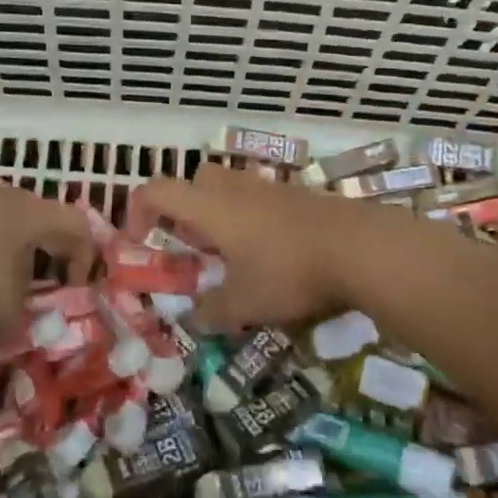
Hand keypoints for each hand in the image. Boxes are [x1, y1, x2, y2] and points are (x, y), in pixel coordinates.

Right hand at [126, 166, 382, 331]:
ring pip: (231, 186)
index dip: (137, 209)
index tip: (138, 239)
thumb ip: (212, 311)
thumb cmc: (289, 272)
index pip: (157, 190)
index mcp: (210, 207)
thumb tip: (195, 318)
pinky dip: (254, 217)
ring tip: (232, 252)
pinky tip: (272, 252)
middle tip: (192, 245)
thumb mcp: (244, 304)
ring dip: (221, 212)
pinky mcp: (299, 195)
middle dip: (185, 207)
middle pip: (196, 179)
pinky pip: (261, 197)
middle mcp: (235, 188)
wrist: (359, 247)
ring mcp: (270, 187)